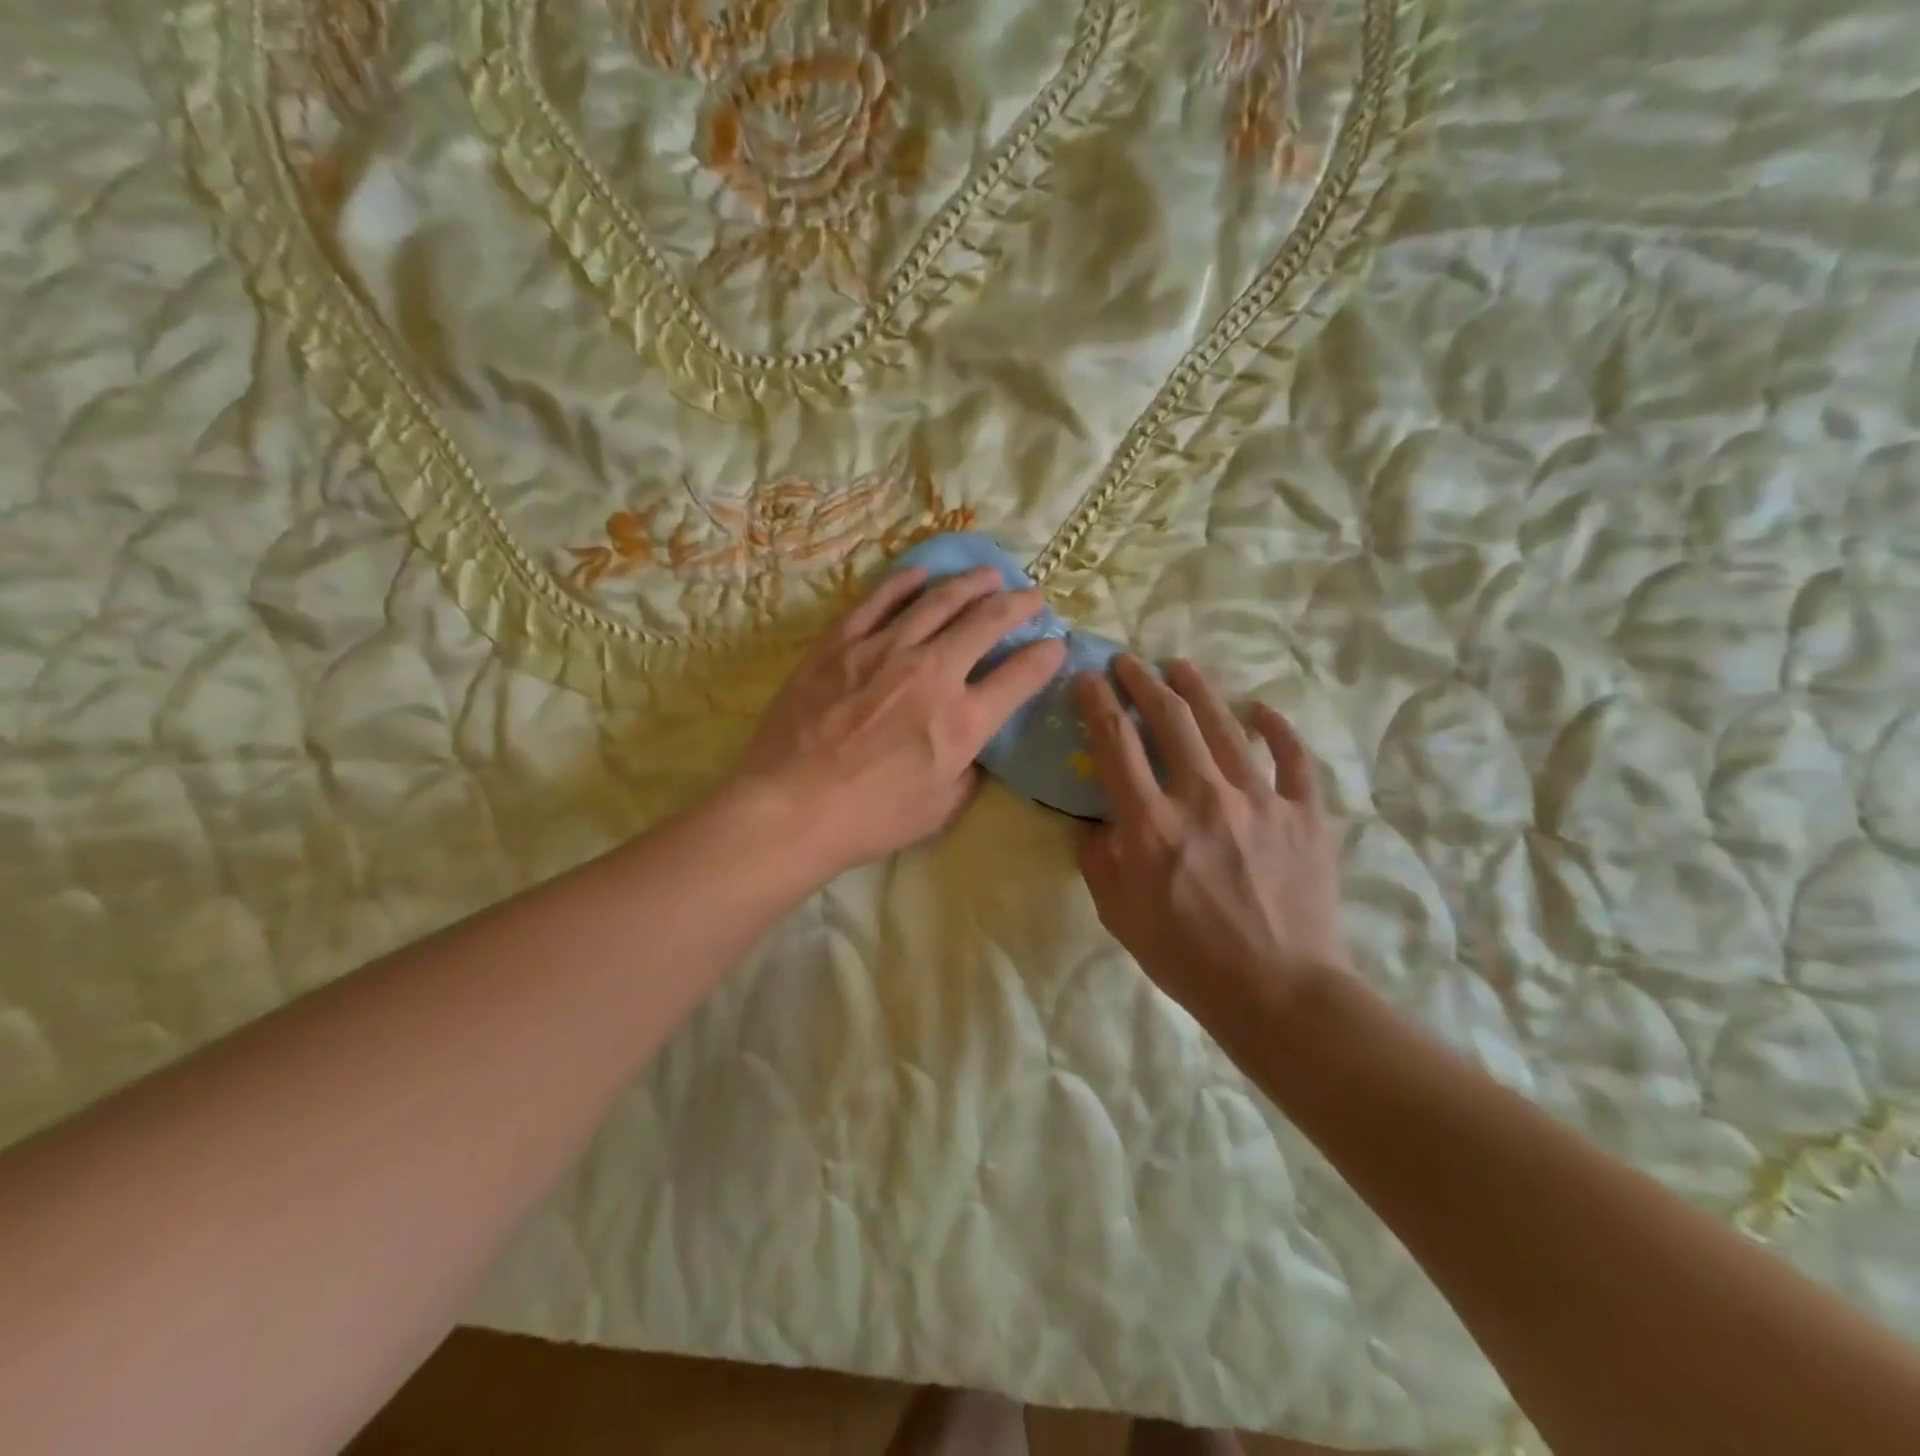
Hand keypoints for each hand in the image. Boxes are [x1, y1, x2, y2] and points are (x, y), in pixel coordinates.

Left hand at [729, 566, 1066, 880]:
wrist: (791, 807)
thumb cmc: (870, 819)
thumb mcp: (940, 808)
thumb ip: (969, 771)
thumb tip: (976, 746)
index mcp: (963, 720)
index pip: (1021, 675)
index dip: (1046, 656)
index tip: (1054, 645)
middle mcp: (933, 672)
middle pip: (988, 621)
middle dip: (1019, 605)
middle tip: (1032, 598)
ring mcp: (885, 650)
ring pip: (939, 600)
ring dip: (971, 582)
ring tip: (989, 573)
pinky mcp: (841, 642)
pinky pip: (879, 600)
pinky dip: (905, 583)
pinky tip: (922, 574)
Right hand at [1076, 657, 1348, 1035]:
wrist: (1278, 992)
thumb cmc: (1188, 958)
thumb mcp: (1119, 915)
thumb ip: (1100, 861)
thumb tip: (1096, 825)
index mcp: (1151, 824)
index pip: (1116, 744)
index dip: (1098, 703)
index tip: (1087, 679)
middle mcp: (1202, 797)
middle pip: (1171, 720)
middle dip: (1144, 682)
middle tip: (1129, 662)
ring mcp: (1260, 801)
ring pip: (1226, 726)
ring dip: (1200, 691)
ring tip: (1182, 668)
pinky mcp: (1305, 814)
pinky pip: (1292, 758)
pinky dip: (1277, 729)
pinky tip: (1261, 710)